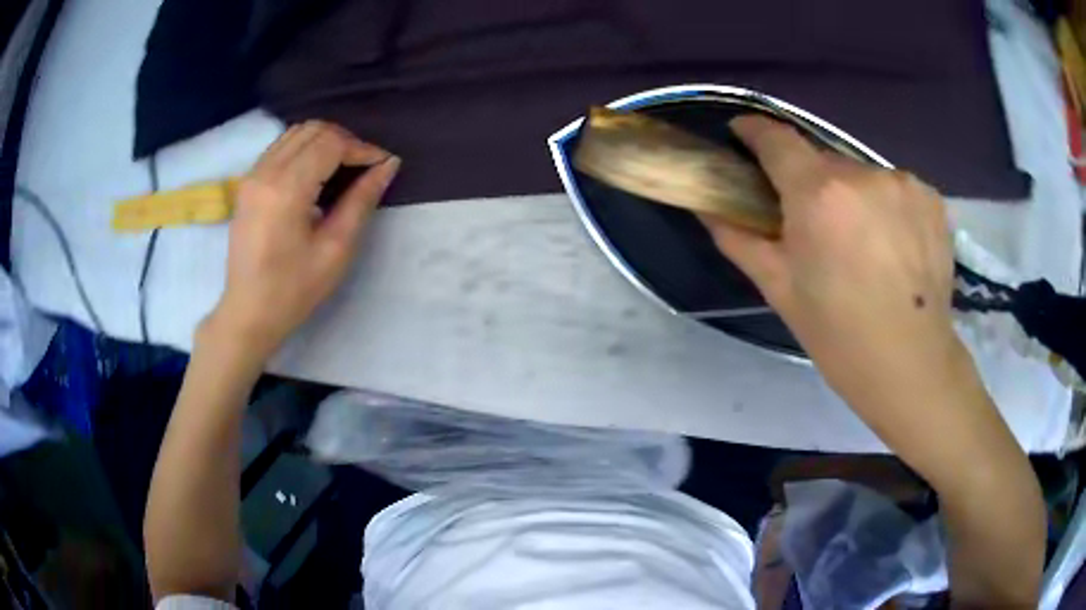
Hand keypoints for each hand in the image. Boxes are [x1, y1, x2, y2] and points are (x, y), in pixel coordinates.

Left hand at [210, 121, 399, 357]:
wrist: (249, 312)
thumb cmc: (294, 289)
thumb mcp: (335, 249)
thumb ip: (362, 200)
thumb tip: (388, 165)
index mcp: (287, 189)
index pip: (331, 144)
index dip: (362, 148)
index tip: (383, 164)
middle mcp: (265, 172)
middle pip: (313, 130)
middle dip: (345, 140)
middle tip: (365, 166)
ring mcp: (252, 175)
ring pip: (295, 133)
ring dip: (324, 141)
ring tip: (344, 166)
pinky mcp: (247, 183)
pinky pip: (280, 147)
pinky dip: (304, 148)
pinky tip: (316, 171)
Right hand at [701, 116, 961, 406]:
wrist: (911, 365)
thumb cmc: (838, 335)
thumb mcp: (779, 290)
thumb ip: (739, 238)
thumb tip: (707, 206)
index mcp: (818, 194)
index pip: (776, 138)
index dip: (755, 131)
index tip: (744, 136)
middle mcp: (862, 173)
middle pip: (823, 161)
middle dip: (810, 183)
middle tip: (814, 225)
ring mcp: (903, 183)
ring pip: (862, 176)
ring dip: (852, 196)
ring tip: (861, 243)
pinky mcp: (931, 198)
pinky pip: (895, 188)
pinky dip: (886, 206)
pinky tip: (893, 245)